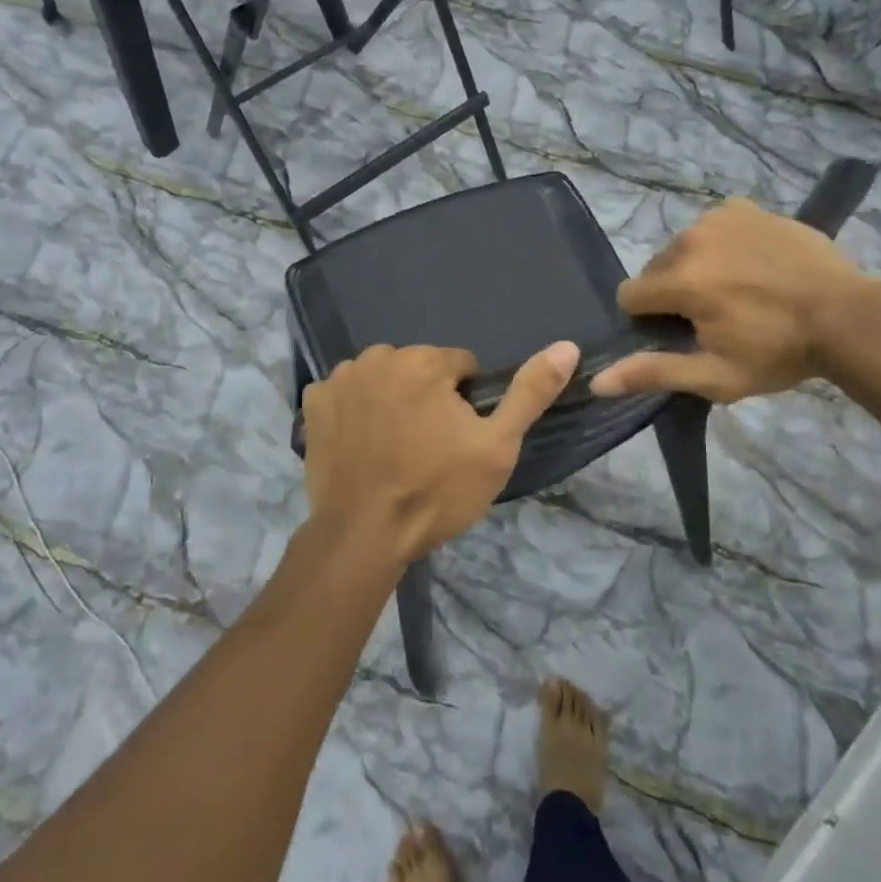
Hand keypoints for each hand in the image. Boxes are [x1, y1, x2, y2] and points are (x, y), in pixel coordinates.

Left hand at [302, 341, 580, 565]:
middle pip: (418, 368)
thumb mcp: (497, 446)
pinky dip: (354, 409)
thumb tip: (567, 346)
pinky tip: (360, 443)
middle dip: (427, 396)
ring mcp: (340, 379)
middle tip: (427, 446)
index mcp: (424, 361)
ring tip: (394, 447)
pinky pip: (345, 393)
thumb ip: (530, 393)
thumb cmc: (436, 490)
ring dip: (391, 399)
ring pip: (382, 378)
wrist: (364, 535)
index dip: (466, 401)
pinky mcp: (314, 403)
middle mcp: (378, 357)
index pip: (460, 365)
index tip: (458, 437)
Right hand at [590, 197, 868, 403]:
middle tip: (714, 315)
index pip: (630, 295)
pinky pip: (712, 226)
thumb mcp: (715, 376)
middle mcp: (690, 239)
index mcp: (680, 280)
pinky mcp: (744, 208)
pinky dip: (721, 244)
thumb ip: (653, 372)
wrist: (847, 316)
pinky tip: (750, 263)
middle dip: (672, 292)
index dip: (649, 319)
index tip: (681, 333)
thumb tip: (596, 380)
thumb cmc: (778, 352)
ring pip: (683, 247)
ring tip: (736, 290)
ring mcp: (719, 218)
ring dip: (695, 267)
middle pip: (656, 269)